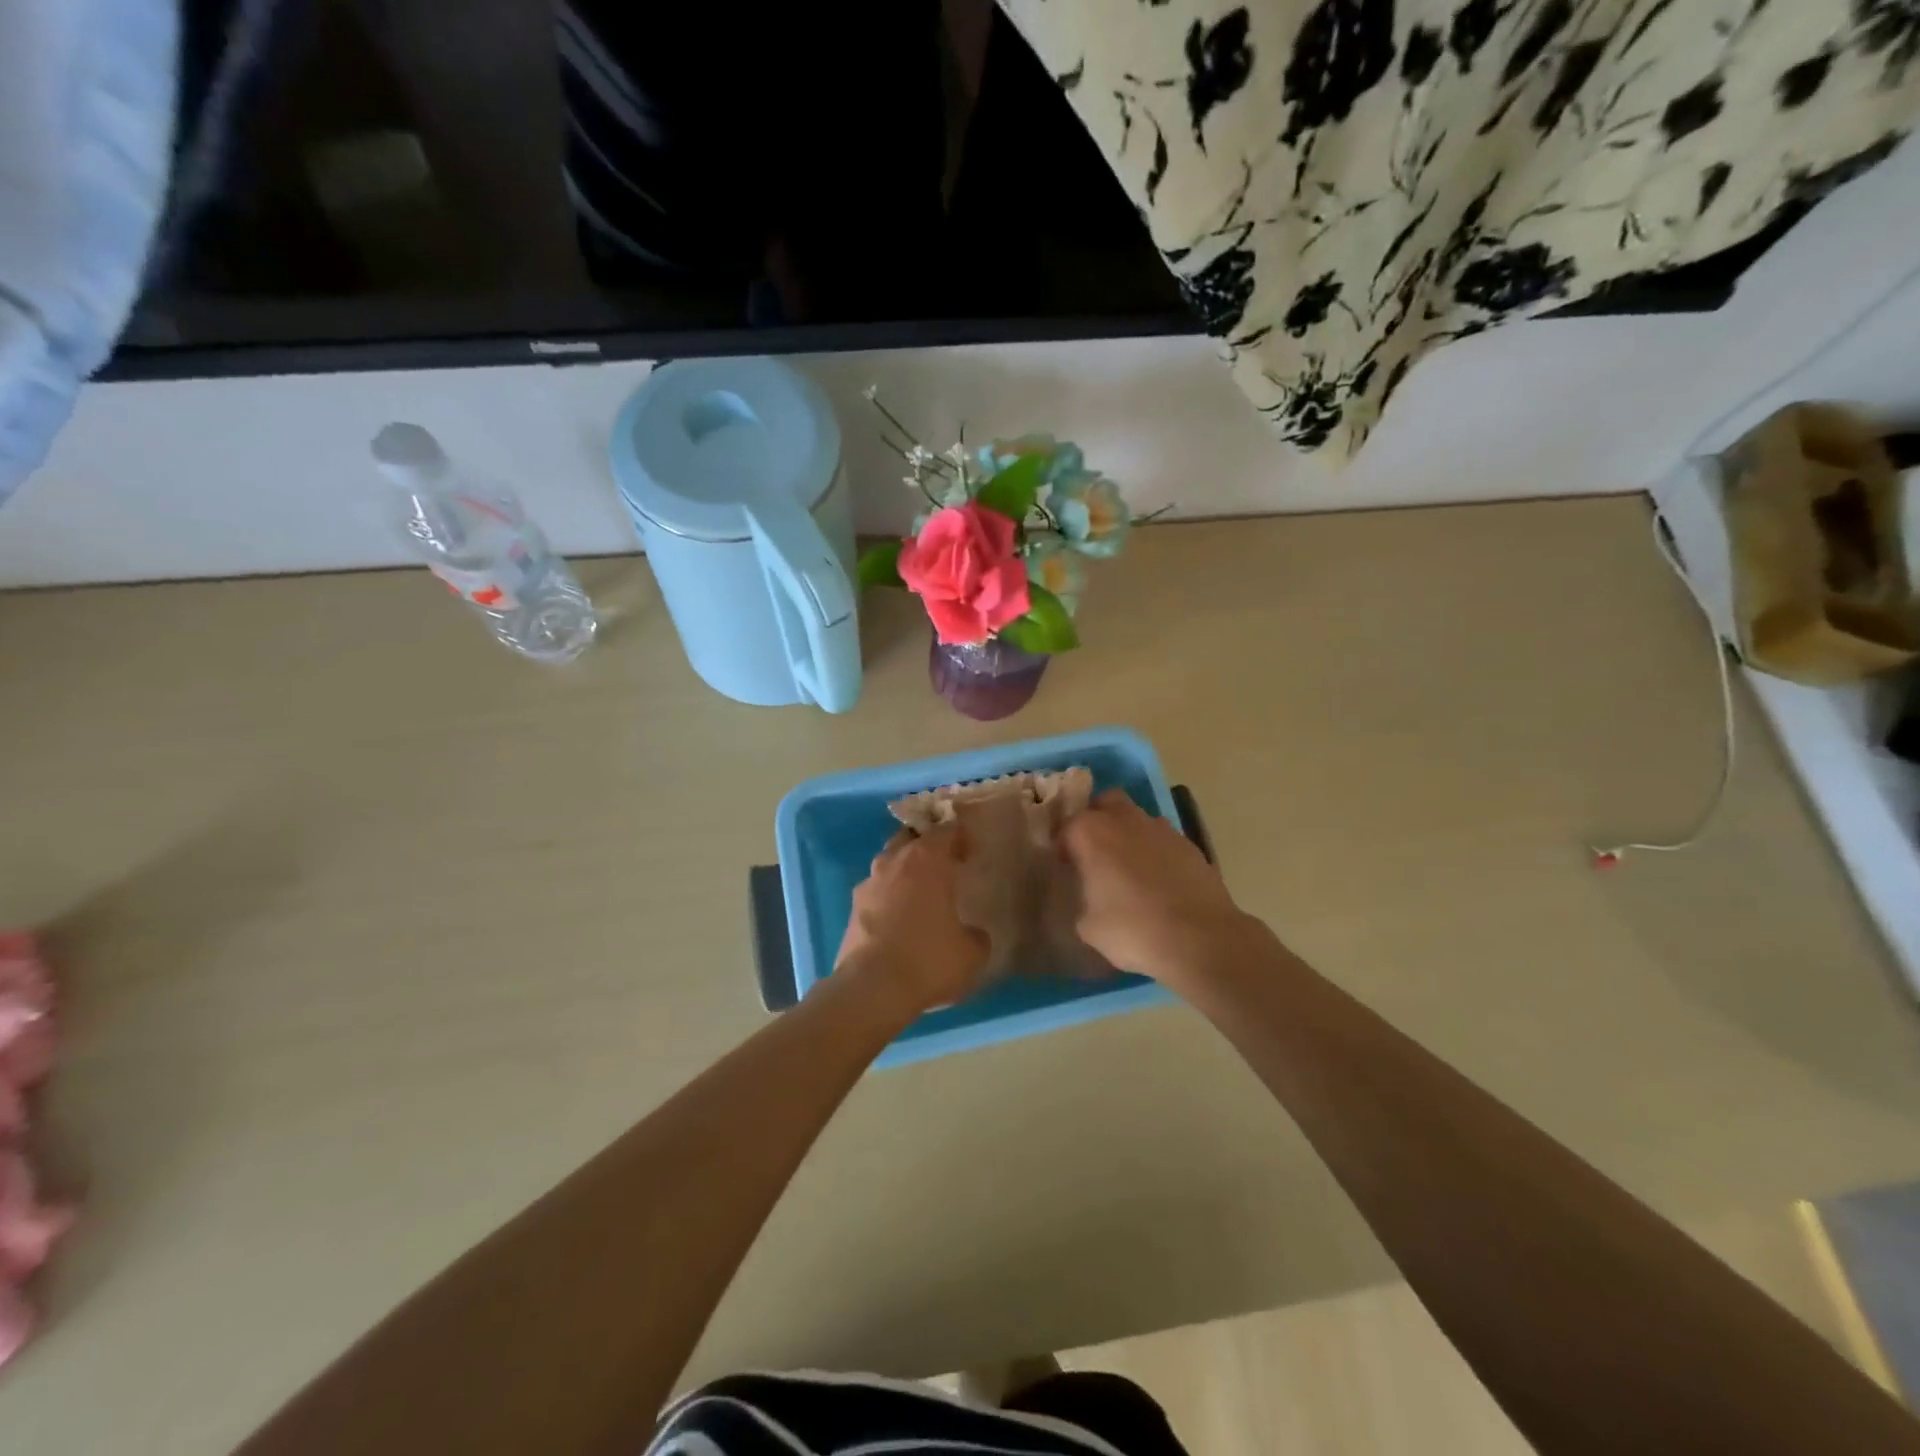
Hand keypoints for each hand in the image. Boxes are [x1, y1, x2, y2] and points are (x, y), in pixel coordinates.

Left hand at [835, 828, 989, 1015]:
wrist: (872, 988)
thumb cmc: (929, 959)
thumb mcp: (973, 952)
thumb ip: (976, 934)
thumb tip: (972, 933)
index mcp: (927, 860)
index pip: (945, 830)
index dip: (959, 837)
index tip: (969, 851)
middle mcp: (894, 862)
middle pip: (910, 839)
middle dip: (926, 847)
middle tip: (944, 866)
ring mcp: (868, 884)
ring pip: (888, 863)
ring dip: (903, 871)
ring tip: (919, 894)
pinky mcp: (852, 909)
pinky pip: (875, 892)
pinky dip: (887, 898)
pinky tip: (898, 919)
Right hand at [1058, 790, 1257, 989]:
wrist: (1201, 939)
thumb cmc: (1133, 930)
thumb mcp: (1088, 926)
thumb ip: (1082, 901)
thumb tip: (1089, 898)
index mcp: (1092, 832)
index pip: (1067, 826)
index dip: (1064, 846)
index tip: (1066, 867)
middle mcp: (1126, 820)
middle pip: (1106, 802)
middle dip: (1098, 820)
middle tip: (1096, 853)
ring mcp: (1162, 829)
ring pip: (1138, 819)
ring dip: (1129, 835)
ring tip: (1129, 870)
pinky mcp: (1190, 845)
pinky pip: (1163, 841)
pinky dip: (1156, 853)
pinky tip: (1158, 883)